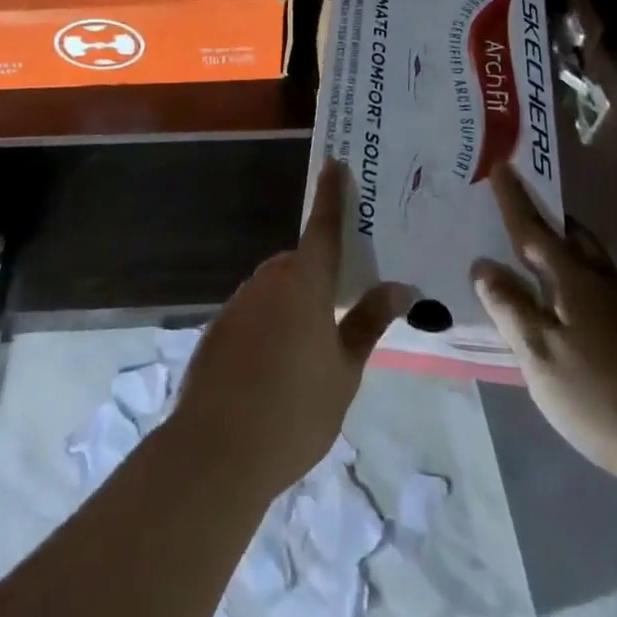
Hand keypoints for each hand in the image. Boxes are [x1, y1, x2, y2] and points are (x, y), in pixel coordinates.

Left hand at [170, 160, 414, 498]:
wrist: (215, 452)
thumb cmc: (294, 411)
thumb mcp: (345, 371)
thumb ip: (369, 322)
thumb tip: (400, 287)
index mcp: (305, 283)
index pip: (323, 227)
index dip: (331, 195)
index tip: (334, 163)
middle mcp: (269, 281)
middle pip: (300, 263)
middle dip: (318, 276)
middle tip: (339, 308)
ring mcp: (238, 303)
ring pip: (275, 289)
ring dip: (293, 304)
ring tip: (308, 353)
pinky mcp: (217, 329)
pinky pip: (253, 313)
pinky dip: (268, 326)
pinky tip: (273, 370)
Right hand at [472, 164, 616, 488]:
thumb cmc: (601, 392)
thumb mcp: (539, 353)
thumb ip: (509, 307)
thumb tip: (483, 265)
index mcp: (573, 279)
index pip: (533, 230)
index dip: (513, 200)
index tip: (501, 167)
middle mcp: (604, 283)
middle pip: (573, 238)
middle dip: (549, 222)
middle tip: (525, 211)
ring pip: (592, 265)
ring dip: (567, 253)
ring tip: (544, 260)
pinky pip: (606, 293)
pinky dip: (583, 286)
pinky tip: (578, 313)